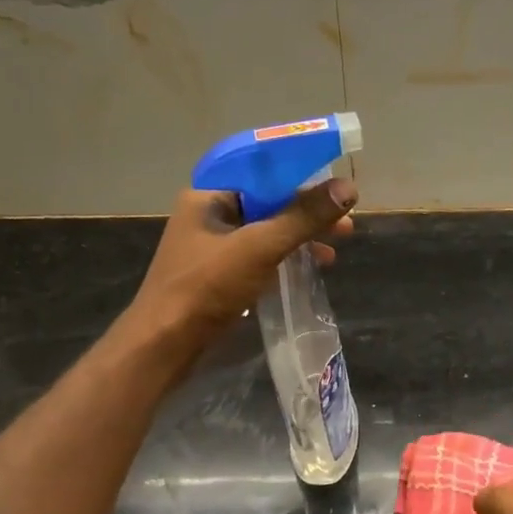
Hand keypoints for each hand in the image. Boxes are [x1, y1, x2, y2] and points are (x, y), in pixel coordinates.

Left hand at [129, 178, 357, 347]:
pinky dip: (286, 258)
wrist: (164, 344)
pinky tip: (309, 270)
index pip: (261, 169)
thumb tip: (348, 188)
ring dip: (300, 237)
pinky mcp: (220, 275)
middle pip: (267, 201)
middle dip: (307, 211)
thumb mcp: (260, 247)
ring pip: (266, 231)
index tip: (335, 182)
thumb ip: (303, 218)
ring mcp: (214, 247)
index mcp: (209, 195)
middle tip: (345, 222)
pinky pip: (260, 256)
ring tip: (334, 250)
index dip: (300, 172)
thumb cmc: (207, 287)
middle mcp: (210, 215)